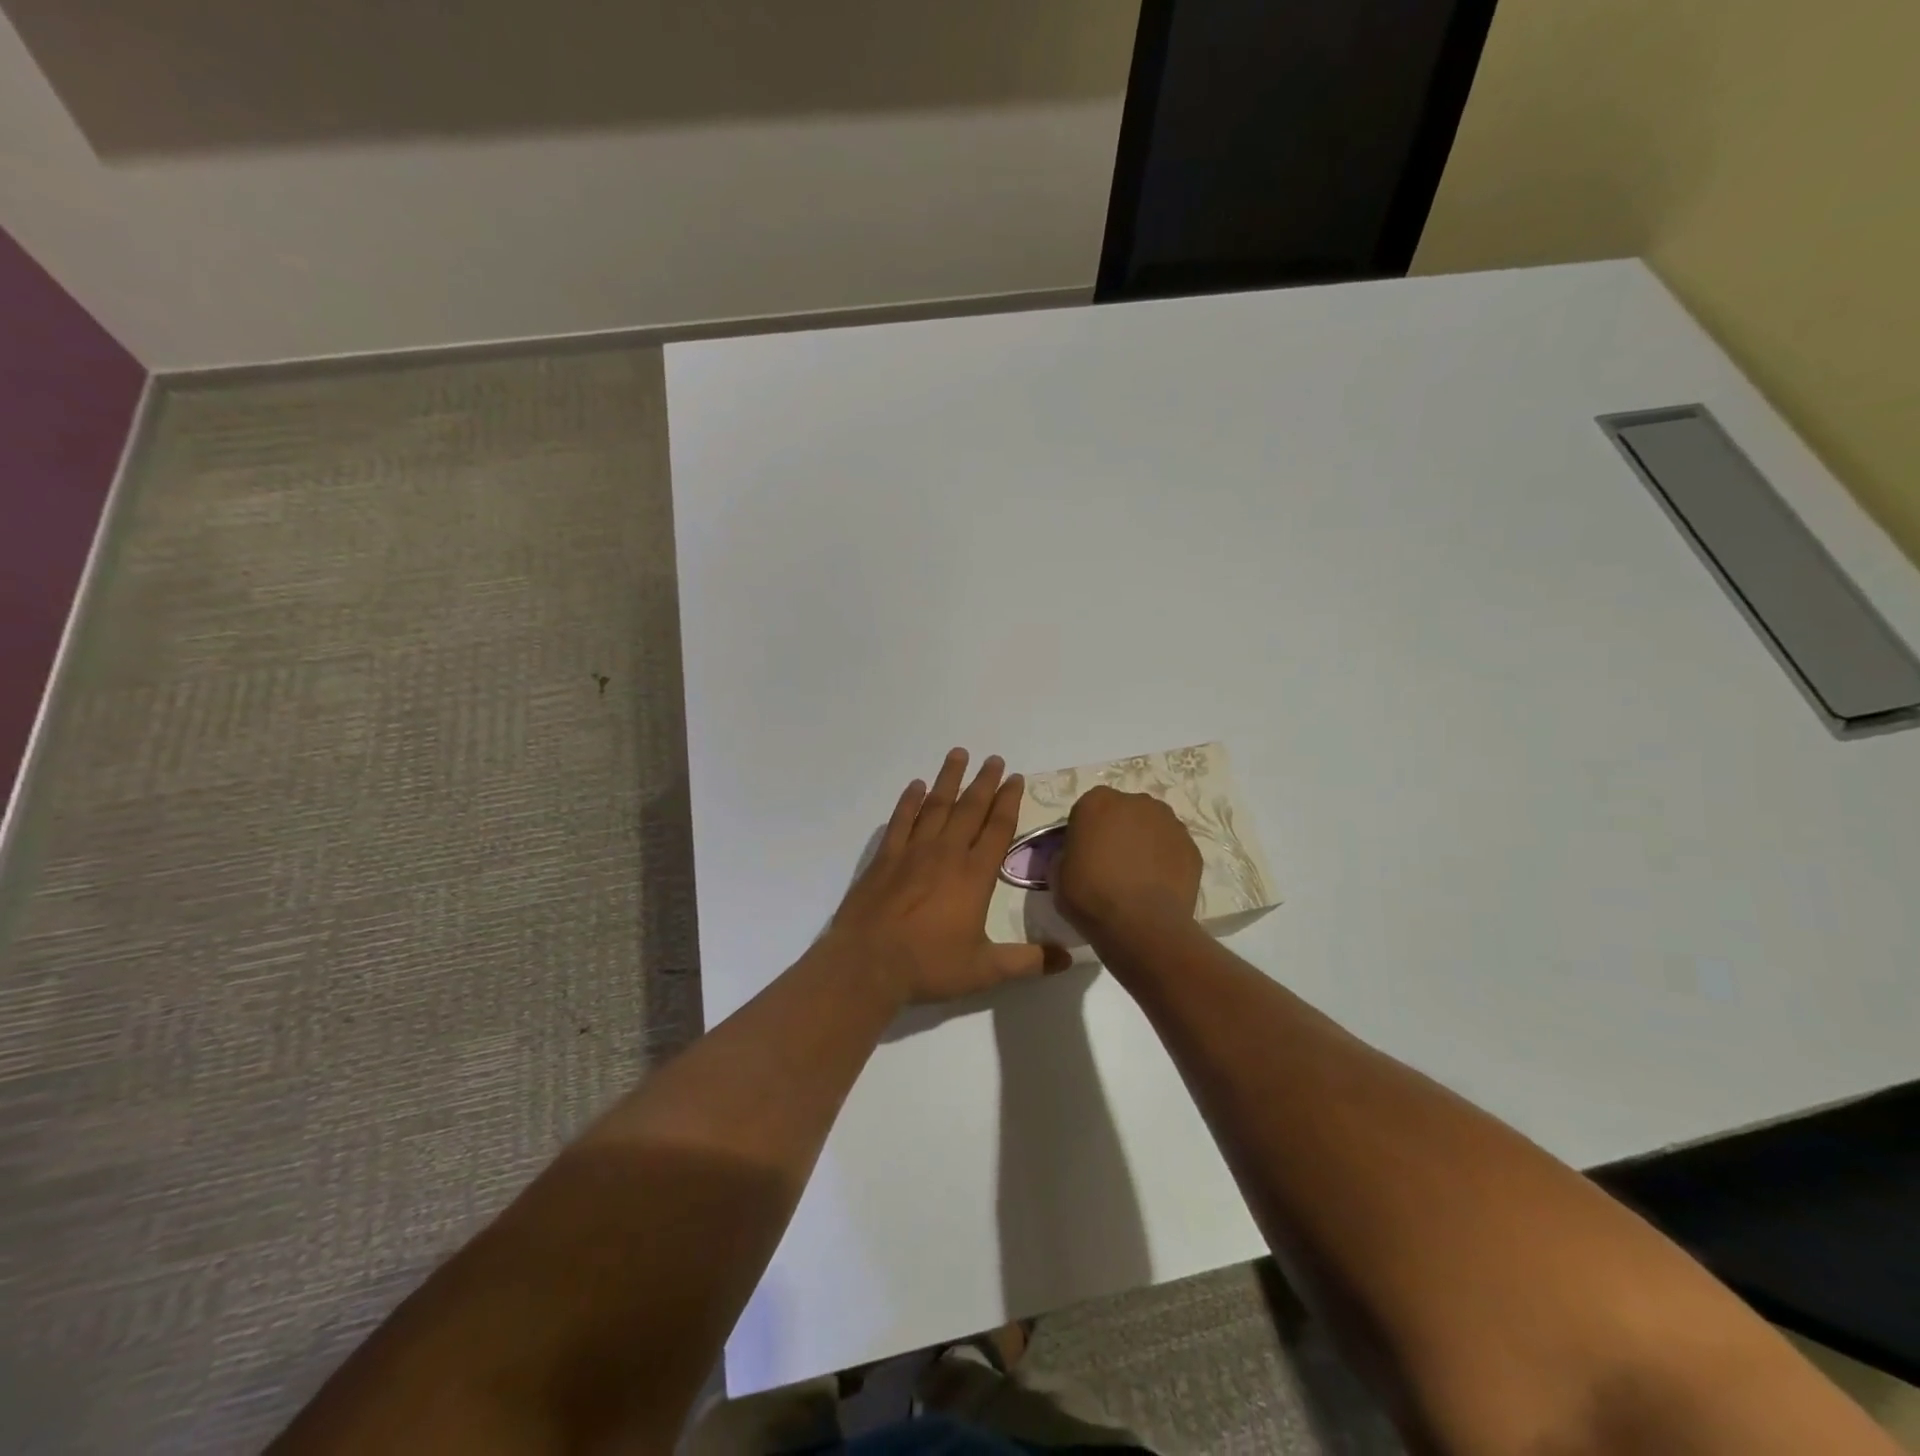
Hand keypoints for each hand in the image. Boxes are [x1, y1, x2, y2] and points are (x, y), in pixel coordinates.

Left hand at [831, 749, 1062, 1005]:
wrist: (867, 964)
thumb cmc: (929, 965)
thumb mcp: (985, 970)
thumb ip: (1028, 961)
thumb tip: (1069, 958)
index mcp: (974, 876)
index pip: (997, 829)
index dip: (1009, 802)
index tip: (1016, 779)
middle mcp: (946, 853)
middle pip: (969, 809)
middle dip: (985, 782)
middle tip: (994, 759)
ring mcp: (912, 851)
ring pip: (936, 806)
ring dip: (949, 779)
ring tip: (959, 754)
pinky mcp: (884, 858)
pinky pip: (901, 820)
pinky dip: (909, 801)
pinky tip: (916, 785)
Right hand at [1052, 786, 1202, 942]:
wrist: (1141, 925)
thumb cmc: (1091, 896)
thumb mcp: (1057, 874)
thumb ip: (1066, 854)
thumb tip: (1076, 856)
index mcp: (1098, 802)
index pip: (1087, 810)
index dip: (1084, 833)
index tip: (1082, 856)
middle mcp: (1136, 802)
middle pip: (1123, 813)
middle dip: (1117, 832)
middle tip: (1110, 865)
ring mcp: (1169, 822)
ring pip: (1151, 828)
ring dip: (1144, 843)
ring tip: (1137, 878)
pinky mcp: (1192, 847)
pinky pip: (1171, 849)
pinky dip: (1165, 861)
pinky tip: (1157, 886)